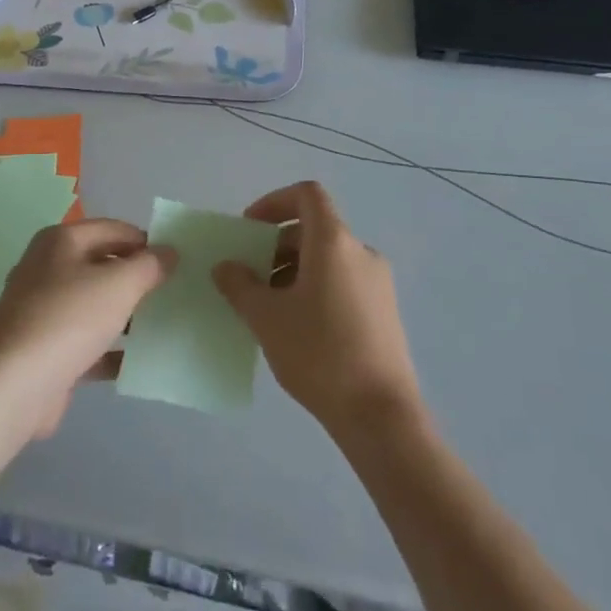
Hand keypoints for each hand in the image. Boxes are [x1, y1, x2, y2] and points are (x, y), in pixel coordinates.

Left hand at [0, 218, 173, 439]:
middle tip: (174, 293)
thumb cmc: (68, 319)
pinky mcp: (46, 349)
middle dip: (137, 279)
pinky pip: (87, 342)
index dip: (146, 241)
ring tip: (164, 326)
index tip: (177, 262)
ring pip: (95, 305)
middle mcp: (48, 268)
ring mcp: (44, 310)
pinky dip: (110, 349)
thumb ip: (148, 266)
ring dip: (126, 315)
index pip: (114, 229)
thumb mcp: (118, 284)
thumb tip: (168, 251)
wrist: (13, 384)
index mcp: (61, 241)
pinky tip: (139, 362)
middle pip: (103, 265)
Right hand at [213, 181, 420, 437]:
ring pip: (327, 259)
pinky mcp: (384, 312)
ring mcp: (377, 283)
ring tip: (269, 308)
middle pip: (313, 229)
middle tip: (250, 277)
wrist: (381, 416)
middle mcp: (360, 252)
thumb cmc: (319, 353)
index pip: (306, 194)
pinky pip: (342, 282)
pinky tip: (297, 329)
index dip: (274, 202)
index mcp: (334, 242)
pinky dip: (315, 289)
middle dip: (276, 246)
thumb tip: (226, 267)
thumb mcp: (266, 318)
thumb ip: (240, 285)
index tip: (249, 230)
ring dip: (293, 271)